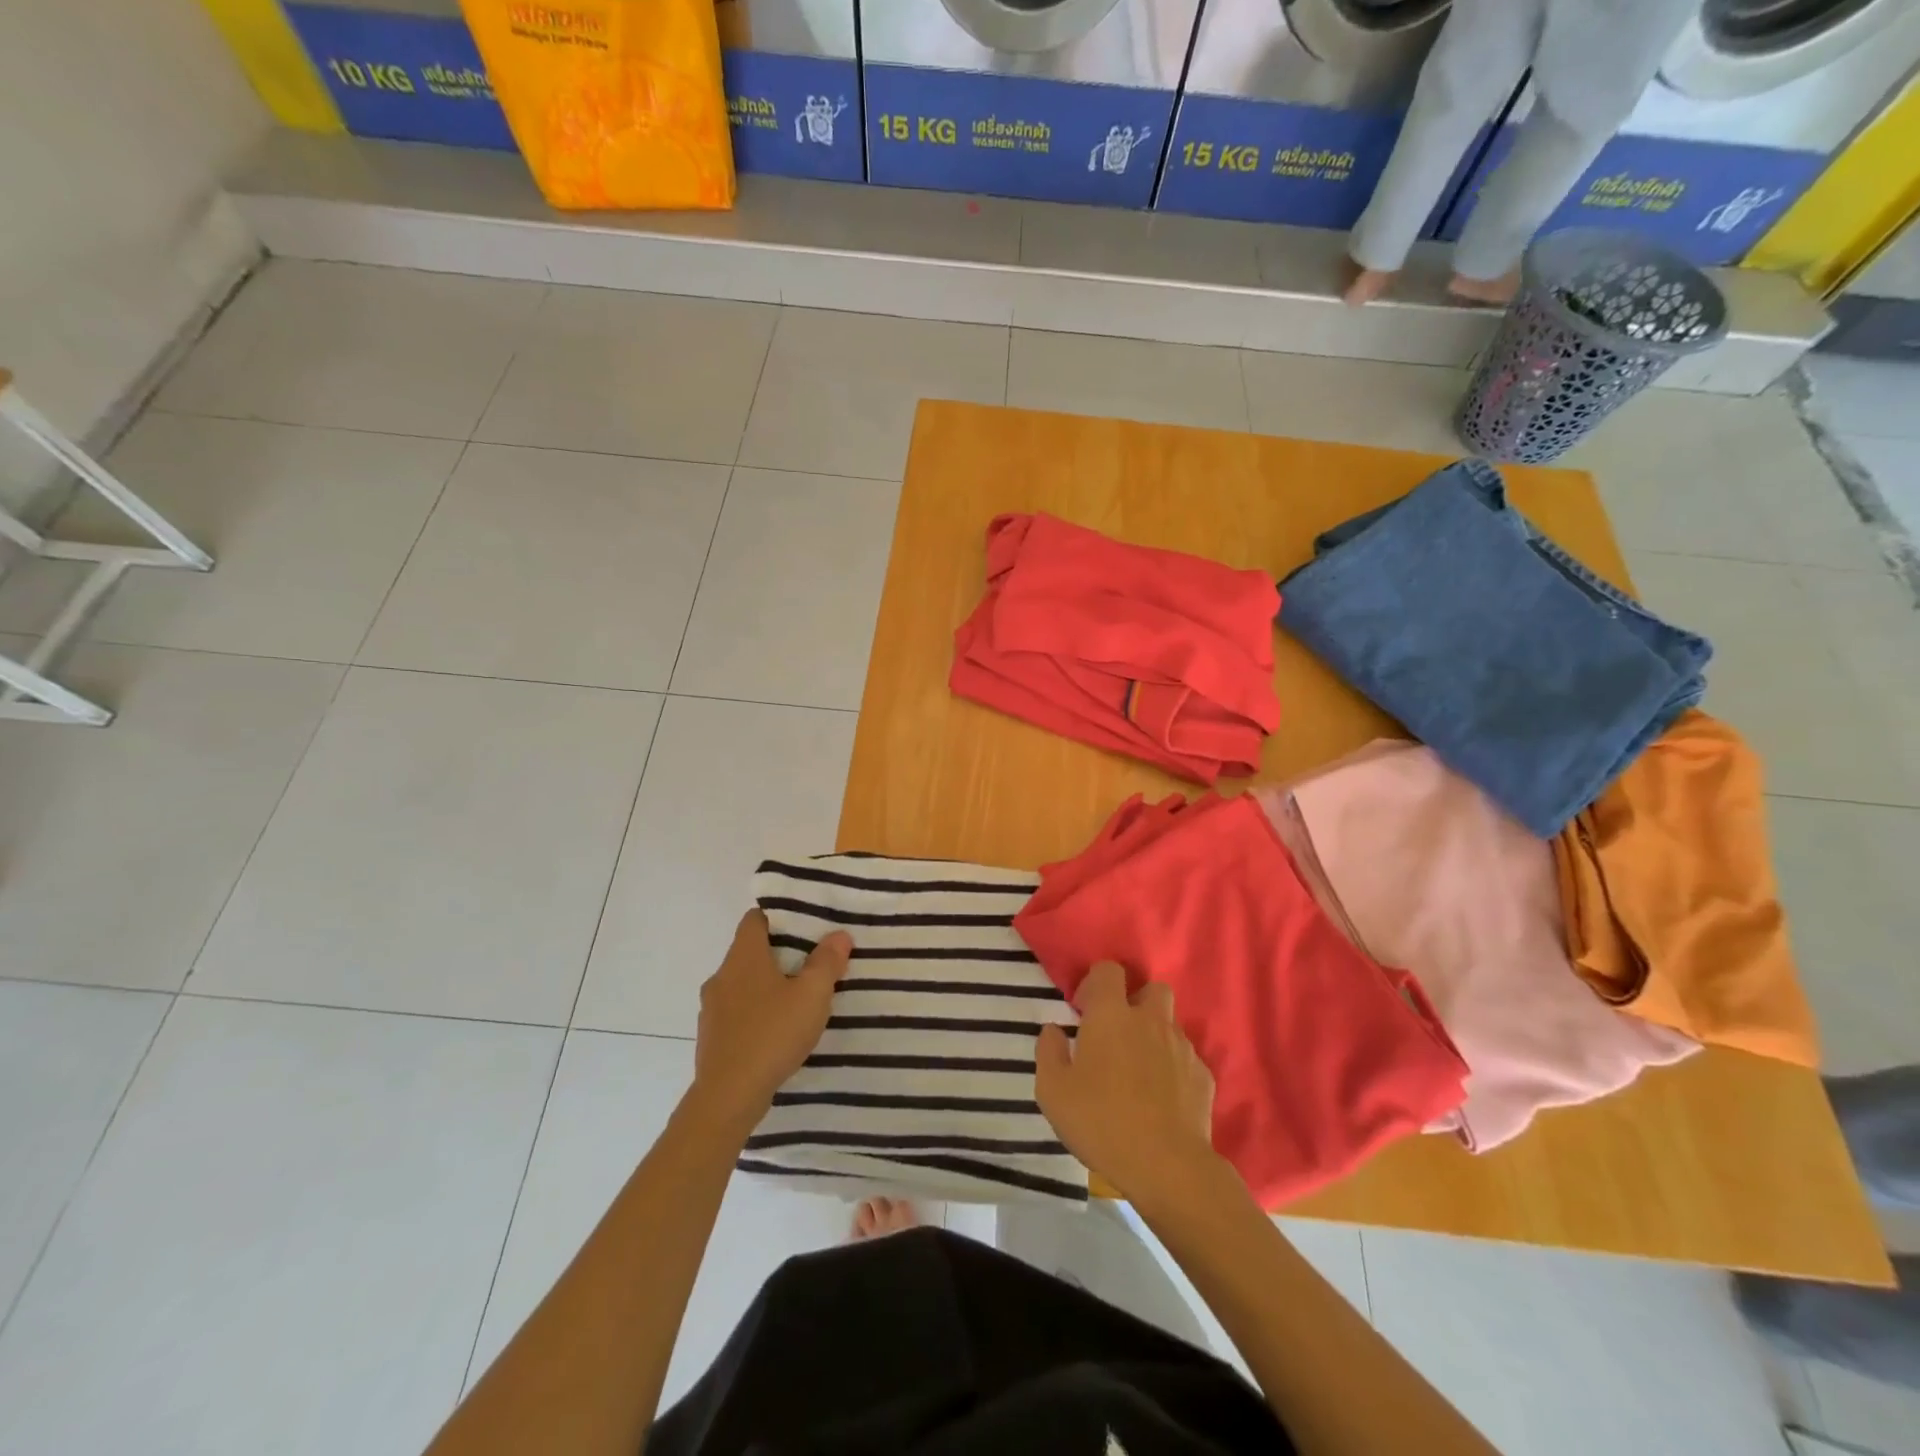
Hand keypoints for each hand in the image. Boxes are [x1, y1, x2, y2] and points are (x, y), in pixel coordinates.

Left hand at [688, 909, 850, 1135]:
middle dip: (778, 956)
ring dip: (765, 987)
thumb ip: (826, 963)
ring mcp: (711, 1008)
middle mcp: (721, 976)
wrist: (728, 1096)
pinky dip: (755, 1013)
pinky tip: (776, 1032)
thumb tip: (838, 935)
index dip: (778, 919)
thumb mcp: (812, 996)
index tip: (803, 929)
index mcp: (743, 957)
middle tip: (810, 965)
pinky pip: (736, 1012)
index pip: (755, 919)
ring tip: (796, 1001)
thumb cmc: (772, 1034)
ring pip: (742, 984)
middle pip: (749, 952)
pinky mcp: (711, 1037)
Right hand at [1035, 962, 1216, 1205]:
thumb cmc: (1101, 1122)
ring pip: (1171, 1023)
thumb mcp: (1052, 1091)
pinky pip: (1187, 1058)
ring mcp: (1182, 1047)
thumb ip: (1048, 1051)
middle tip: (1118, 1034)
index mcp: (1111, 1015)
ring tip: (1141, 1068)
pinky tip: (1163, 1097)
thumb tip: (1053, 1030)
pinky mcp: (1204, 1076)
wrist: (1167, 1166)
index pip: (1108, 970)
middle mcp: (1150, 1020)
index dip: (1095, 983)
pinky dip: (1174, 1068)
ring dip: (1156, 1035)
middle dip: (1136, 1002)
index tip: (1084, 1012)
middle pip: (1151, 988)